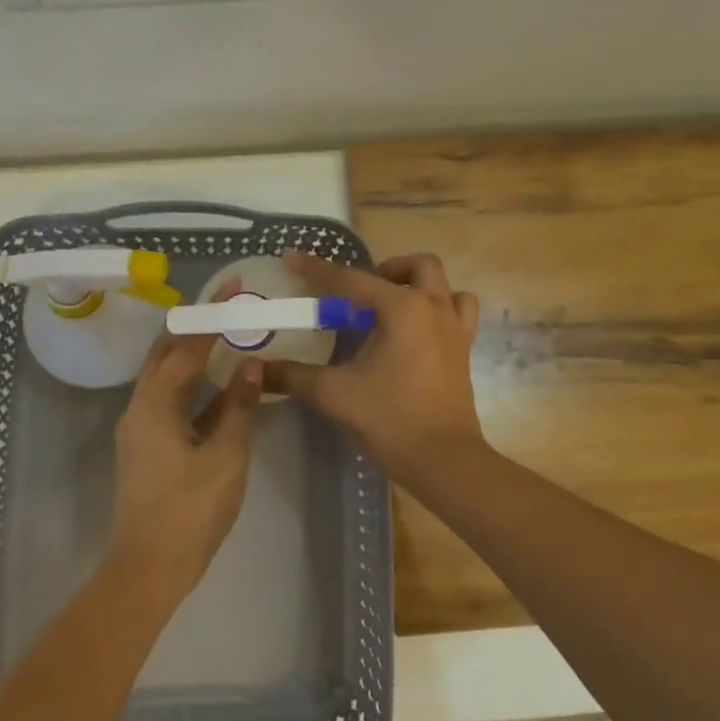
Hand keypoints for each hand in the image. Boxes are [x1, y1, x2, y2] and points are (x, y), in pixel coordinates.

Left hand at [110, 332, 262, 596]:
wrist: (148, 568)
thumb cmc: (190, 511)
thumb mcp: (225, 456)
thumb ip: (238, 407)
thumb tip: (251, 365)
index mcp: (154, 405)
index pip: (185, 347)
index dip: (211, 316)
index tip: (233, 288)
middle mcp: (139, 408)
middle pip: (165, 355)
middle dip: (193, 327)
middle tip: (226, 306)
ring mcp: (139, 429)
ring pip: (165, 378)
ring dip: (192, 355)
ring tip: (224, 336)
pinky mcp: (146, 448)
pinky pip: (169, 401)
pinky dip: (192, 385)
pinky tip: (218, 387)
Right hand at [266, 252, 483, 486]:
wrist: (443, 461)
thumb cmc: (390, 419)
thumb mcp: (334, 394)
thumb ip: (293, 376)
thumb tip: (256, 368)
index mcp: (402, 309)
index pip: (352, 280)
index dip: (318, 270)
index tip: (293, 259)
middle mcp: (434, 309)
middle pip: (417, 266)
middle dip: (386, 269)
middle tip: (359, 294)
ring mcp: (455, 330)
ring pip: (445, 287)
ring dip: (419, 286)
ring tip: (392, 307)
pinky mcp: (464, 353)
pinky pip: (459, 314)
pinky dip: (441, 311)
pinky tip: (417, 332)